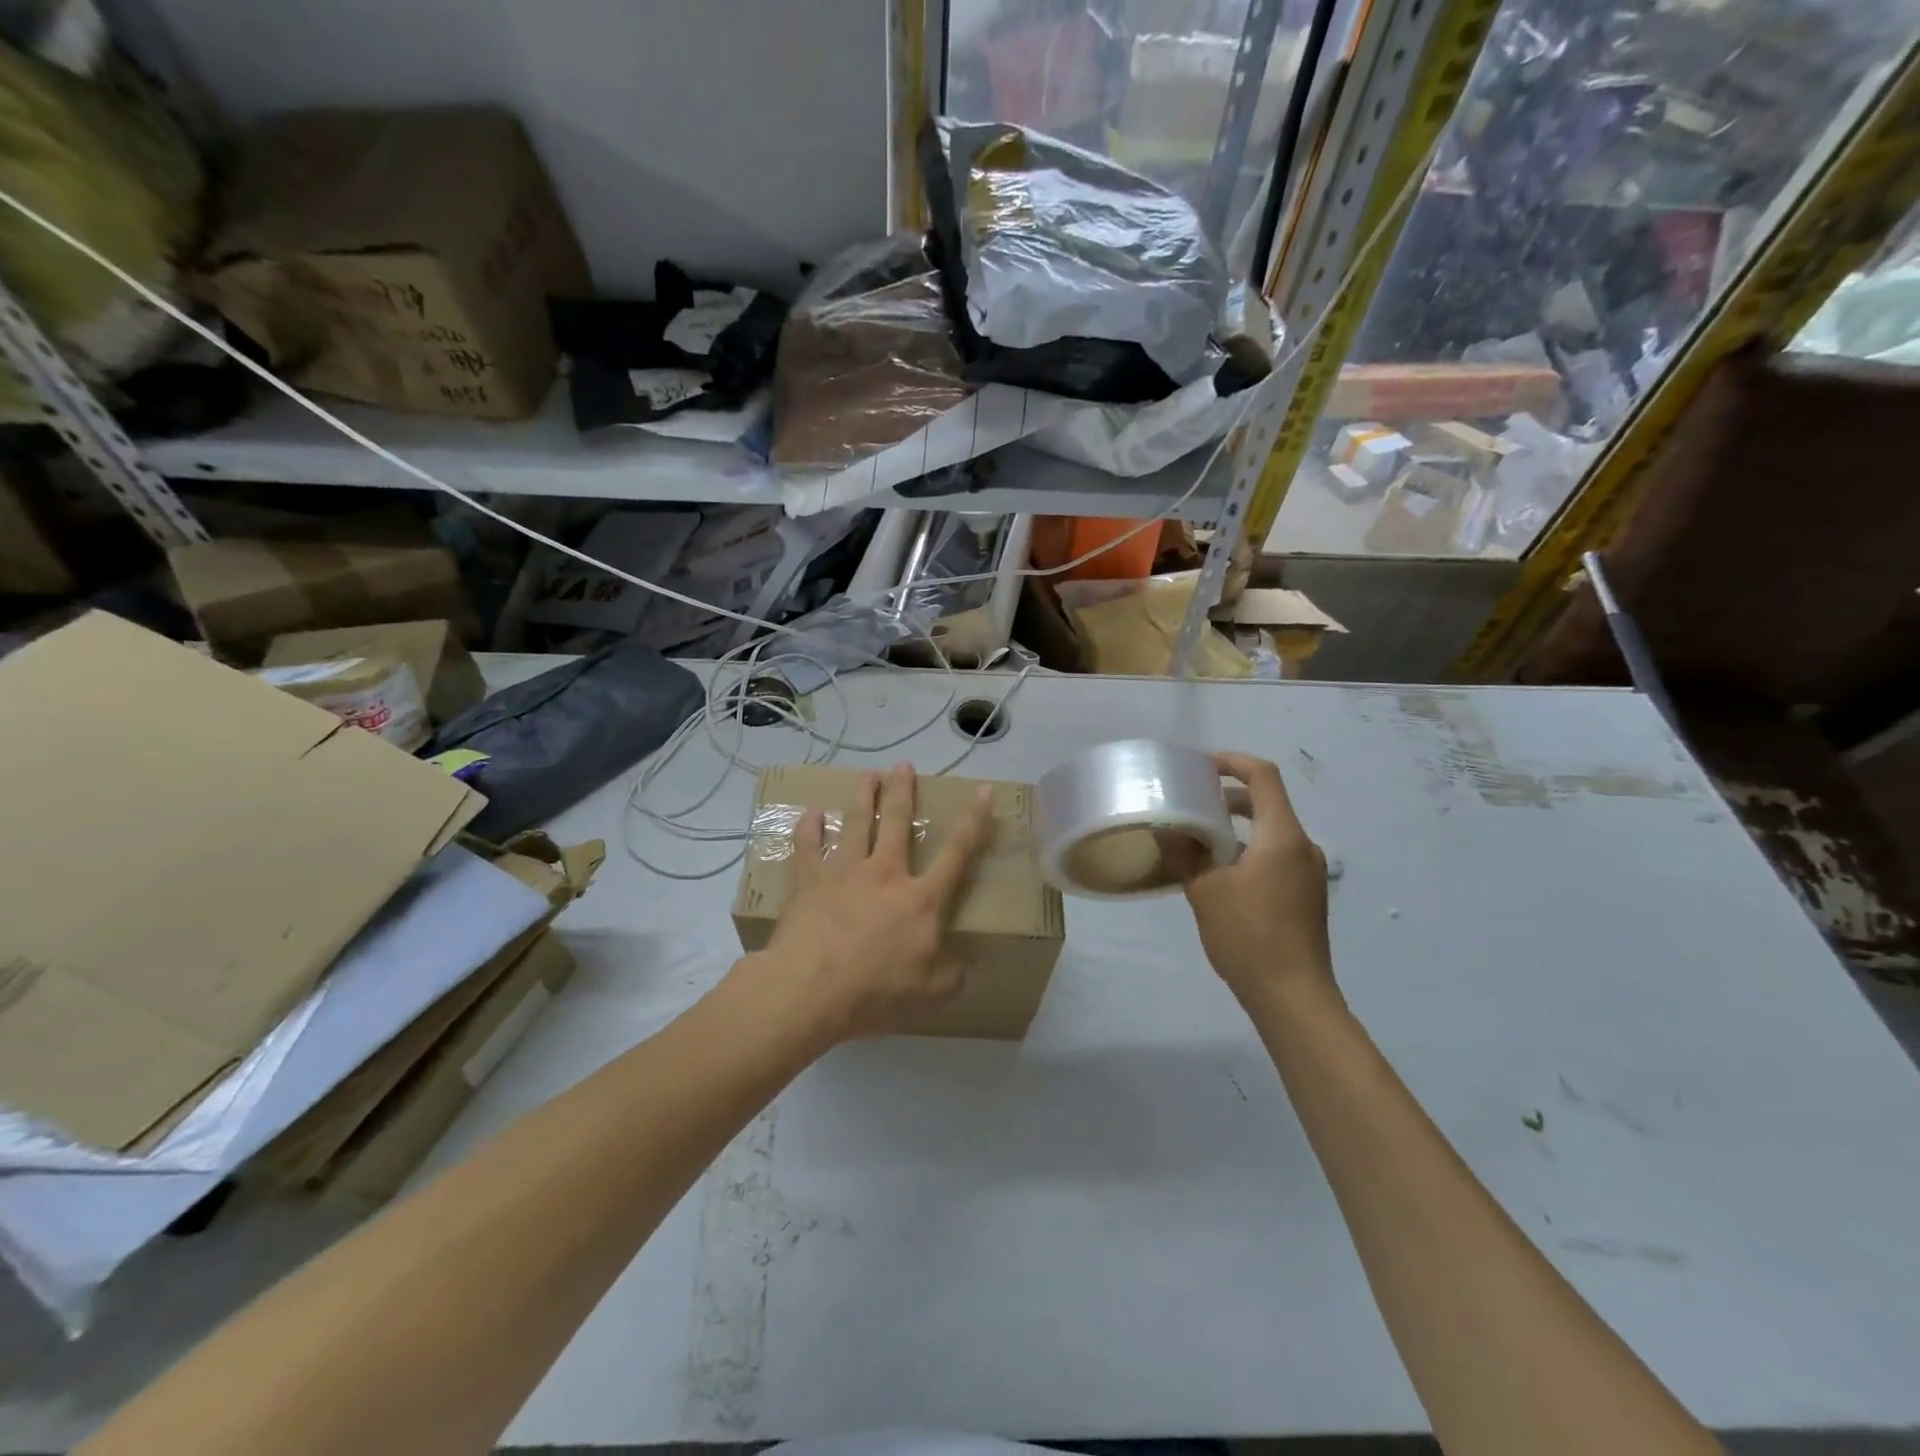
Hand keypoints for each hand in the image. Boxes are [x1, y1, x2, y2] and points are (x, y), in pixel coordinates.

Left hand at [745, 762, 993, 1045]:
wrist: (811, 989)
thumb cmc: (876, 991)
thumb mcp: (931, 994)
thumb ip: (952, 976)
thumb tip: (965, 966)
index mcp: (921, 899)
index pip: (957, 853)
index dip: (974, 821)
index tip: (983, 790)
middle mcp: (885, 875)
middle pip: (897, 823)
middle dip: (902, 791)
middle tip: (903, 765)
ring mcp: (845, 874)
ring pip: (857, 825)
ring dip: (863, 797)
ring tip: (867, 775)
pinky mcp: (810, 883)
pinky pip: (808, 848)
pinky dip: (809, 828)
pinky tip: (810, 813)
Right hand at [1171, 752, 1335, 1013]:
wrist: (1293, 997)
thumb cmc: (1248, 936)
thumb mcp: (1205, 891)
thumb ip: (1186, 853)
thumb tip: (1168, 828)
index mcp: (1282, 836)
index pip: (1263, 776)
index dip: (1232, 762)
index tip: (1200, 765)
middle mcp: (1302, 846)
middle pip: (1268, 802)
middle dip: (1229, 795)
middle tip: (1192, 799)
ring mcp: (1309, 872)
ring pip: (1271, 831)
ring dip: (1237, 825)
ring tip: (1199, 837)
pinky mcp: (1306, 894)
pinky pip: (1276, 855)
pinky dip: (1248, 849)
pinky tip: (1220, 873)